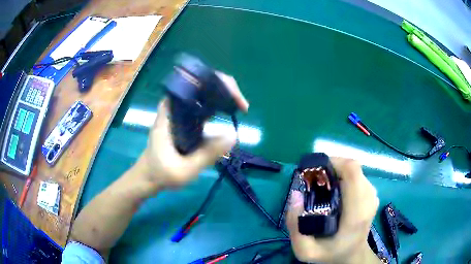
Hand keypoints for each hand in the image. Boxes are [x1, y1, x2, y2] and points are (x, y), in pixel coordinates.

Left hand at [138, 72, 248, 188]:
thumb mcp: (184, 169)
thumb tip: (234, 136)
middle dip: (223, 89)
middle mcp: (174, 108)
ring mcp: (179, 114)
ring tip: (239, 107)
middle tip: (241, 105)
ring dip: (222, 97)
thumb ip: (207, 155)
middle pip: (200, 85)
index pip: (192, 83)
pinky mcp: (184, 121)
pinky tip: (228, 113)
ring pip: (202, 95)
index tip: (232, 96)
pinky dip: (217, 107)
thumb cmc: (160, 173)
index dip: (214, 83)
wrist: (147, 178)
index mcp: (170, 112)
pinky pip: (202, 108)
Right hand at [287, 158, 379, 263]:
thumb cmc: (330, 254)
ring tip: (323, 185)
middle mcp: (368, 199)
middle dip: (332, 167)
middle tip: (315, 180)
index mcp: (356, 213)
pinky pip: (357, 176)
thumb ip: (295, 226)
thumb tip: (296, 194)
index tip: (315, 170)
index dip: (333, 162)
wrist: (353, 255)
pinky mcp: (372, 193)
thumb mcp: (305, 250)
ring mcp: (372, 195)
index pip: (352, 171)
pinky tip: (334, 190)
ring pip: (354, 170)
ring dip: (337, 172)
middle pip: (352, 167)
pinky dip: (343, 176)